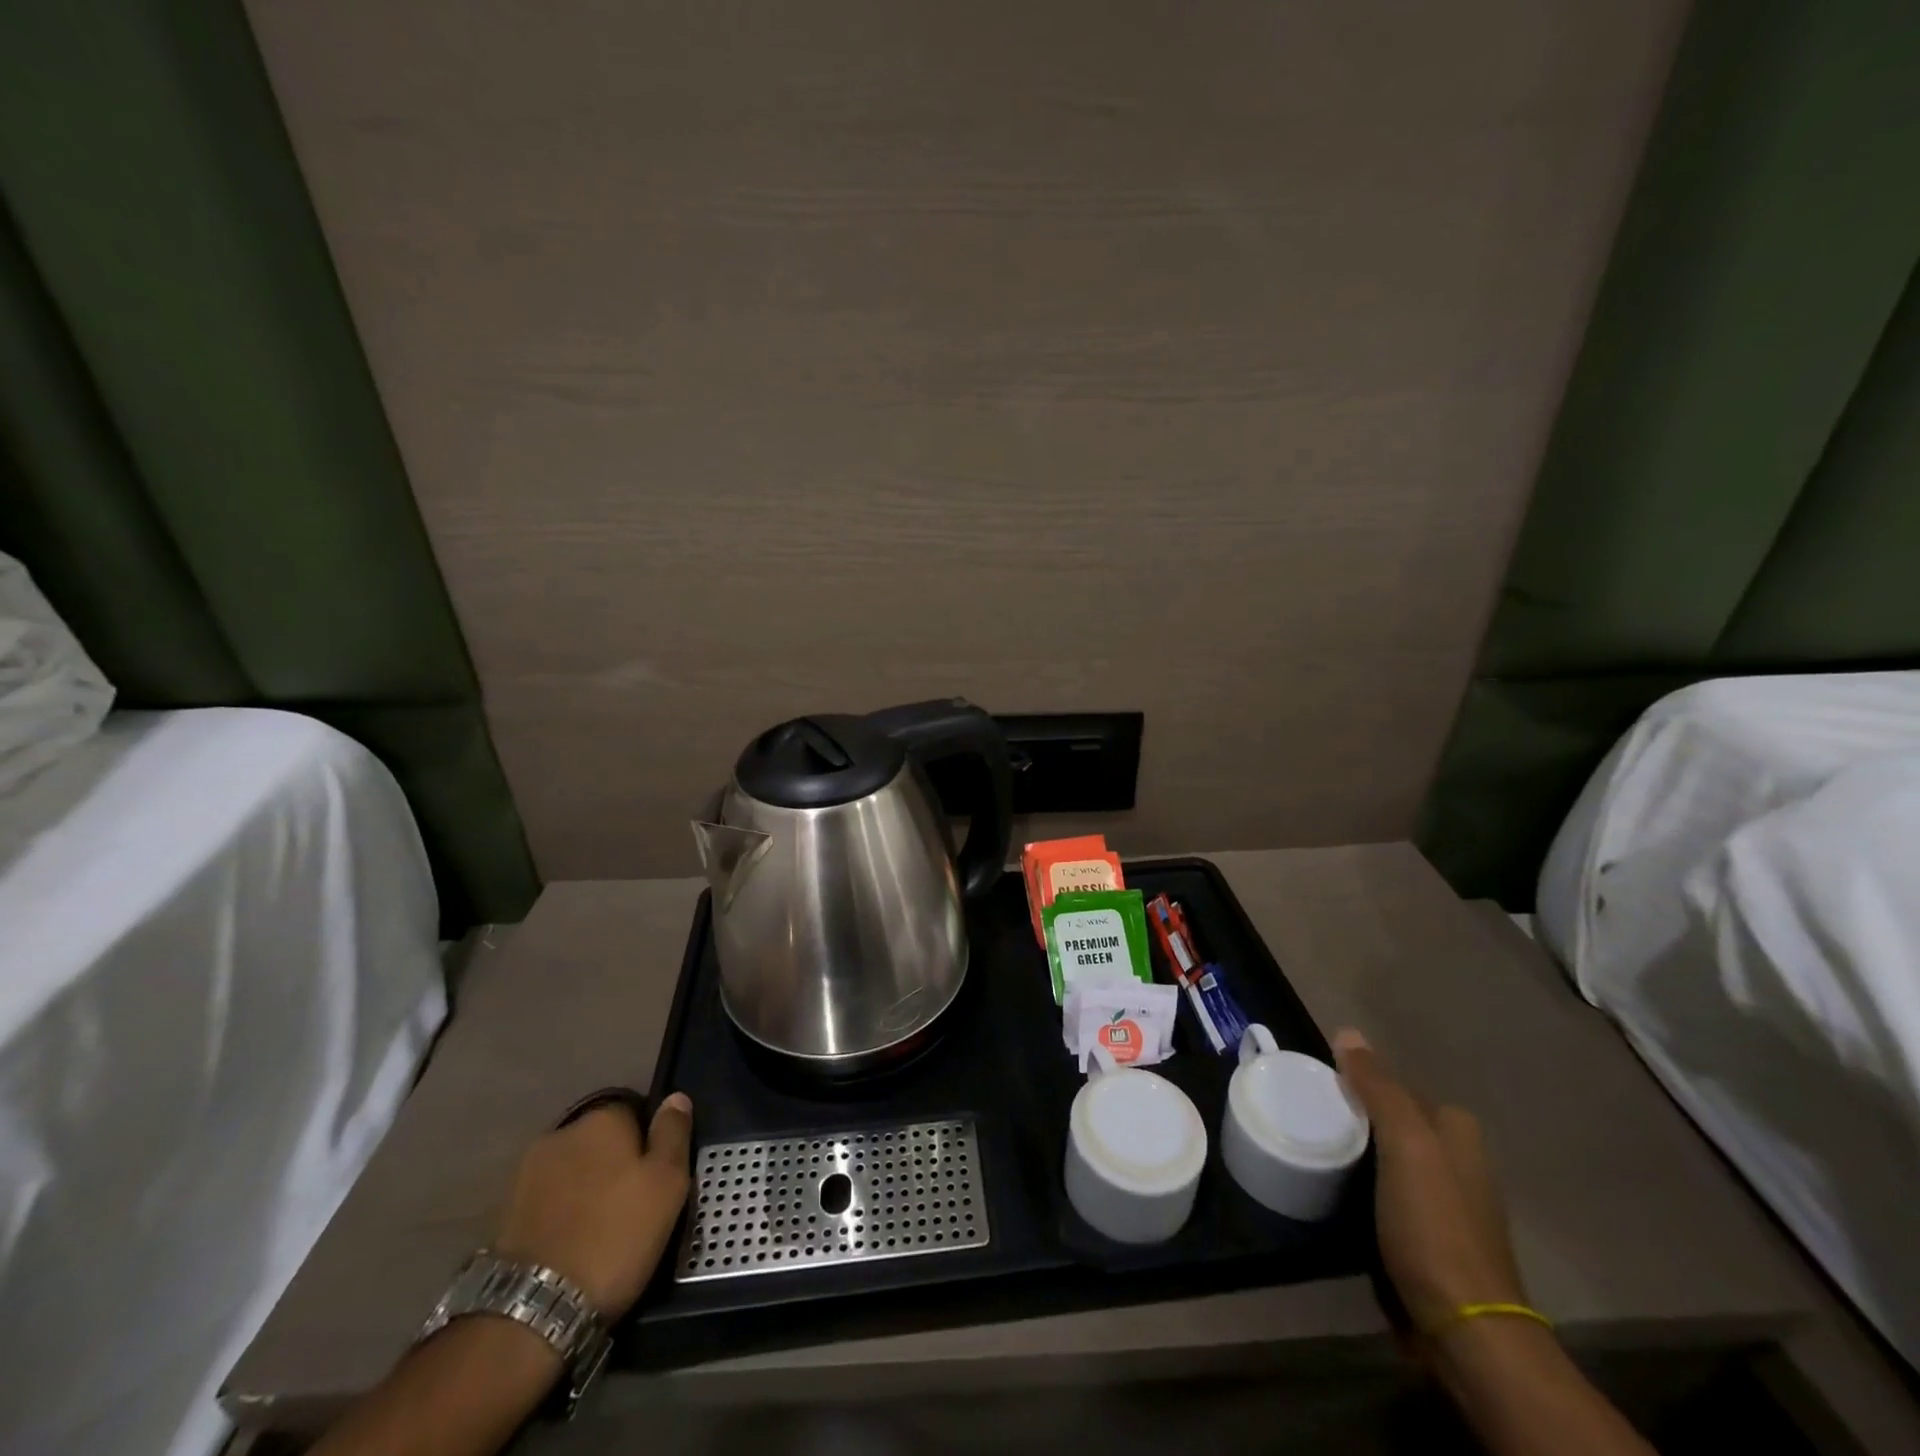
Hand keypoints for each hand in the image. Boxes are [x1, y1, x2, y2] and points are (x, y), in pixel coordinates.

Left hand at [490, 1092, 693, 1319]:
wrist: (531, 1310)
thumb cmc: (615, 1236)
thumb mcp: (667, 1183)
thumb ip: (673, 1134)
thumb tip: (675, 1097)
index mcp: (602, 1118)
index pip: (635, 1112)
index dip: (649, 1143)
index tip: (657, 1177)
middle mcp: (560, 1133)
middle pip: (600, 1141)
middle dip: (614, 1164)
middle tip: (633, 1205)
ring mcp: (525, 1174)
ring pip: (572, 1172)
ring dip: (585, 1189)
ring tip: (601, 1230)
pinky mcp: (503, 1214)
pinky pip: (547, 1201)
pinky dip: (561, 1215)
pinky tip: (571, 1245)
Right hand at [1333, 1030, 1525, 1338]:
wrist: (1466, 1328)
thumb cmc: (1435, 1225)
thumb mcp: (1405, 1144)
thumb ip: (1378, 1087)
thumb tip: (1348, 1031)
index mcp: (1457, 1130)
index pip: (1395, 1085)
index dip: (1357, 1082)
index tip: (1316, 1087)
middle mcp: (1458, 1159)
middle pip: (1392, 1120)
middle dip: (1355, 1117)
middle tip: (1308, 1118)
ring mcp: (1446, 1201)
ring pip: (1388, 1157)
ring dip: (1357, 1154)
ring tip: (1314, 1150)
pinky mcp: (1430, 1236)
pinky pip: (1388, 1192)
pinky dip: (1364, 1187)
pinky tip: (1338, 1193)